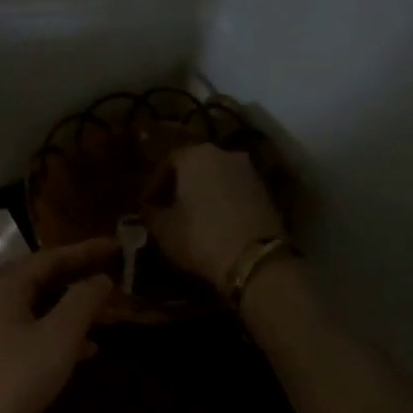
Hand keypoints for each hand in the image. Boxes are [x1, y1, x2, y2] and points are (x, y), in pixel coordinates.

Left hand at [0, 238, 119, 412]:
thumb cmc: (15, 378)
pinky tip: (86, 352)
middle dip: (77, 278)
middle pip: (40, 282)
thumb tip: (101, 277)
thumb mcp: (58, 336)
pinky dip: (59, 339)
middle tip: (112, 273)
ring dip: (71, 310)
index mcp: (3, 290)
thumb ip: (82, 301)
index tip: (115, 245)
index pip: (48, 258)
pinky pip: (32, 339)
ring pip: (38, 312)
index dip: (84, 250)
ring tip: (106, 313)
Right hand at [143, 143, 285, 287]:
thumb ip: (150, 213)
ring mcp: (249, 171)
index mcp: (195, 155)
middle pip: (195, 166)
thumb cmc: (200, 236)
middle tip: (167, 208)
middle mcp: (224, 153)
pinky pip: (234, 191)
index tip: (146, 205)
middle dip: (180, 186)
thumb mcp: (163, 229)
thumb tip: (148, 209)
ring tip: (190, 218)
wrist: (254, 258)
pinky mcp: (266, 191)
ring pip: (216, 178)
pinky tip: (214, 223)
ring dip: (203, 194)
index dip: (154, 185)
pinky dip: (222, 202)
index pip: (167, 162)